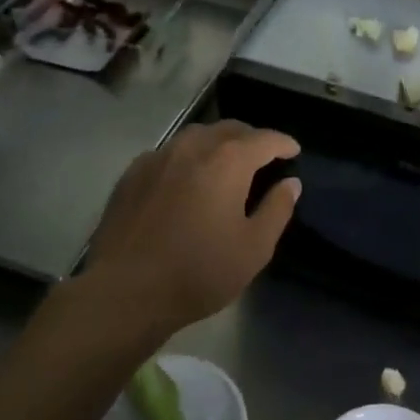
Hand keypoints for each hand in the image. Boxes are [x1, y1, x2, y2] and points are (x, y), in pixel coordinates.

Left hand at [82, 122, 300, 335]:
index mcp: (227, 162)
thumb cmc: (198, 272)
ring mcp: (157, 157)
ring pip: (195, 136)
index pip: (264, 139)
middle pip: (229, 129)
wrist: (125, 290)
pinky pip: (169, 153)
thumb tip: (290, 183)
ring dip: (217, 143)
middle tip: (263, 156)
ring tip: (226, 163)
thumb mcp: (254, 249)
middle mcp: (192, 147)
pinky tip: (186, 179)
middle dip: (251, 138)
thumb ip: (276, 210)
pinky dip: (187, 157)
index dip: (283, 143)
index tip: (294, 150)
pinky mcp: (132, 174)